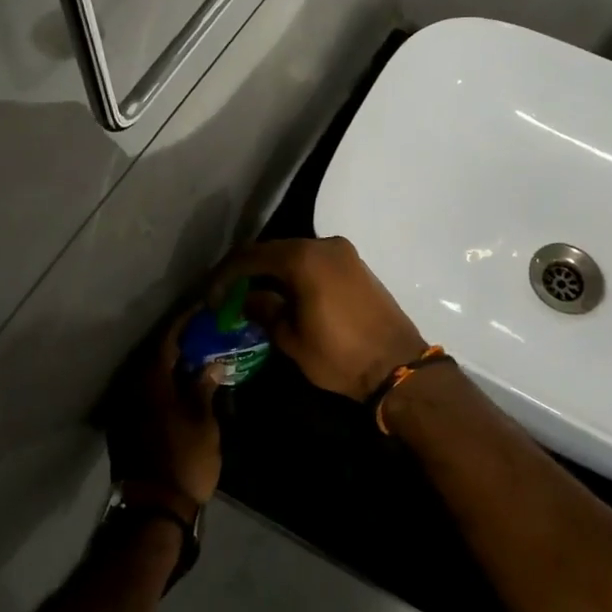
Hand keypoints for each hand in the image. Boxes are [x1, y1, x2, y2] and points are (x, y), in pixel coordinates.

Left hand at [105, 314, 221, 506]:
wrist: (153, 510)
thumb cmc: (184, 460)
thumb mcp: (203, 421)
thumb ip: (204, 387)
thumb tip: (212, 364)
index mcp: (151, 380)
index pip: (167, 338)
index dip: (186, 321)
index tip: (204, 308)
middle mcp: (132, 388)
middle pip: (155, 354)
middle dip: (180, 341)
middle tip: (205, 332)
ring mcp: (126, 408)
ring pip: (149, 374)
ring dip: (171, 363)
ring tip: (197, 356)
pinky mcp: (126, 426)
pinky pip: (146, 391)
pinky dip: (164, 382)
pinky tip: (182, 386)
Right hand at [209, 237, 426, 400]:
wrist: (398, 366)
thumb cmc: (339, 356)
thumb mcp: (292, 338)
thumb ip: (265, 310)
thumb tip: (247, 298)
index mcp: (304, 259)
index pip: (252, 257)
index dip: (226, 276)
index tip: (212, 298)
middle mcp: (324, 245)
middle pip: (274, 251)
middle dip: (248, 272)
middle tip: (229, 296)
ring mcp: (344, 253)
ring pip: (295, 254)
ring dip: (272, 272)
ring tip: (253, 297)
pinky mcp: (356, 265)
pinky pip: (315, 261)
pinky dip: (295, 274)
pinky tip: (284, 295)